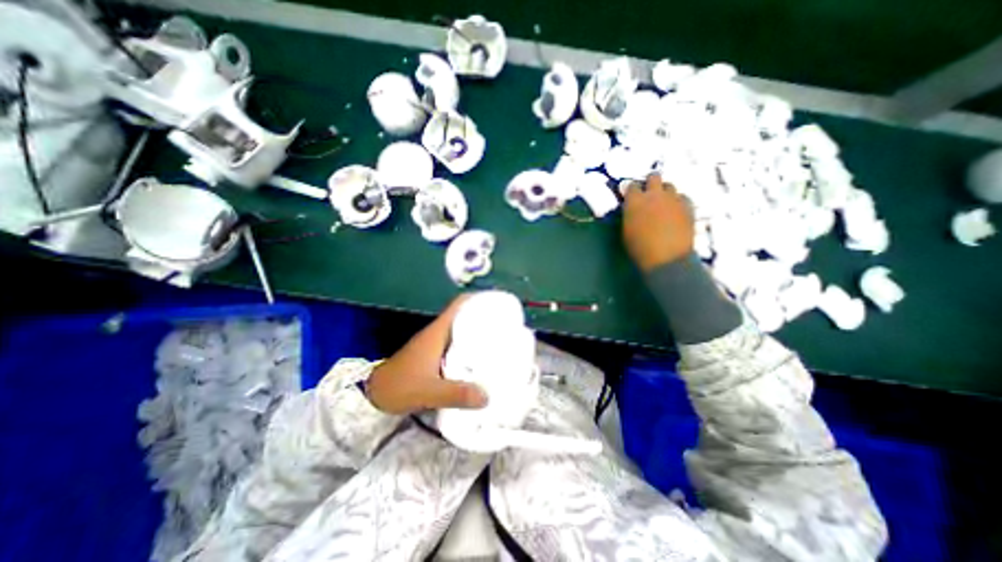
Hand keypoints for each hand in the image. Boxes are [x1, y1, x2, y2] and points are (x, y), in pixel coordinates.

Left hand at [369, 294, 491, 411]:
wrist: (375, 394)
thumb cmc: (400, 386)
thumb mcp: (429, 391)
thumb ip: (456, 394)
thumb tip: (487, 396)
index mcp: (438, 332)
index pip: (459, 304)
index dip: (478, 299)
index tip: (497, 302)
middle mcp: (438, 333)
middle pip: (464, 315)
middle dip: (484, 317)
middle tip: (505, 325)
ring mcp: (435, 343)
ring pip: (461, 330)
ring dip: (478, 332)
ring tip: (498, 341)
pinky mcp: (434, 355)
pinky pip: (457, 344)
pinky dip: (470, 347)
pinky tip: (480, 360)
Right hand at [623, 173, 693, 272]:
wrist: (666, 258)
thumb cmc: (639, 248)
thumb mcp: (626, 231)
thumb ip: (629, 215)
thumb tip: (632, 209)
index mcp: (634, 201)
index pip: (631, 186)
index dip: (632, 191)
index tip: (631, 197)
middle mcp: (654, 195)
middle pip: (654, 177)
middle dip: (651, 183)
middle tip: (649, 194)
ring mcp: (673, 199)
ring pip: (670, 186)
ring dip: (665, 192)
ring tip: (664, 204)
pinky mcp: (688, 206)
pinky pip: (683, 197)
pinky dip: (678, 202)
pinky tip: (676, 212)